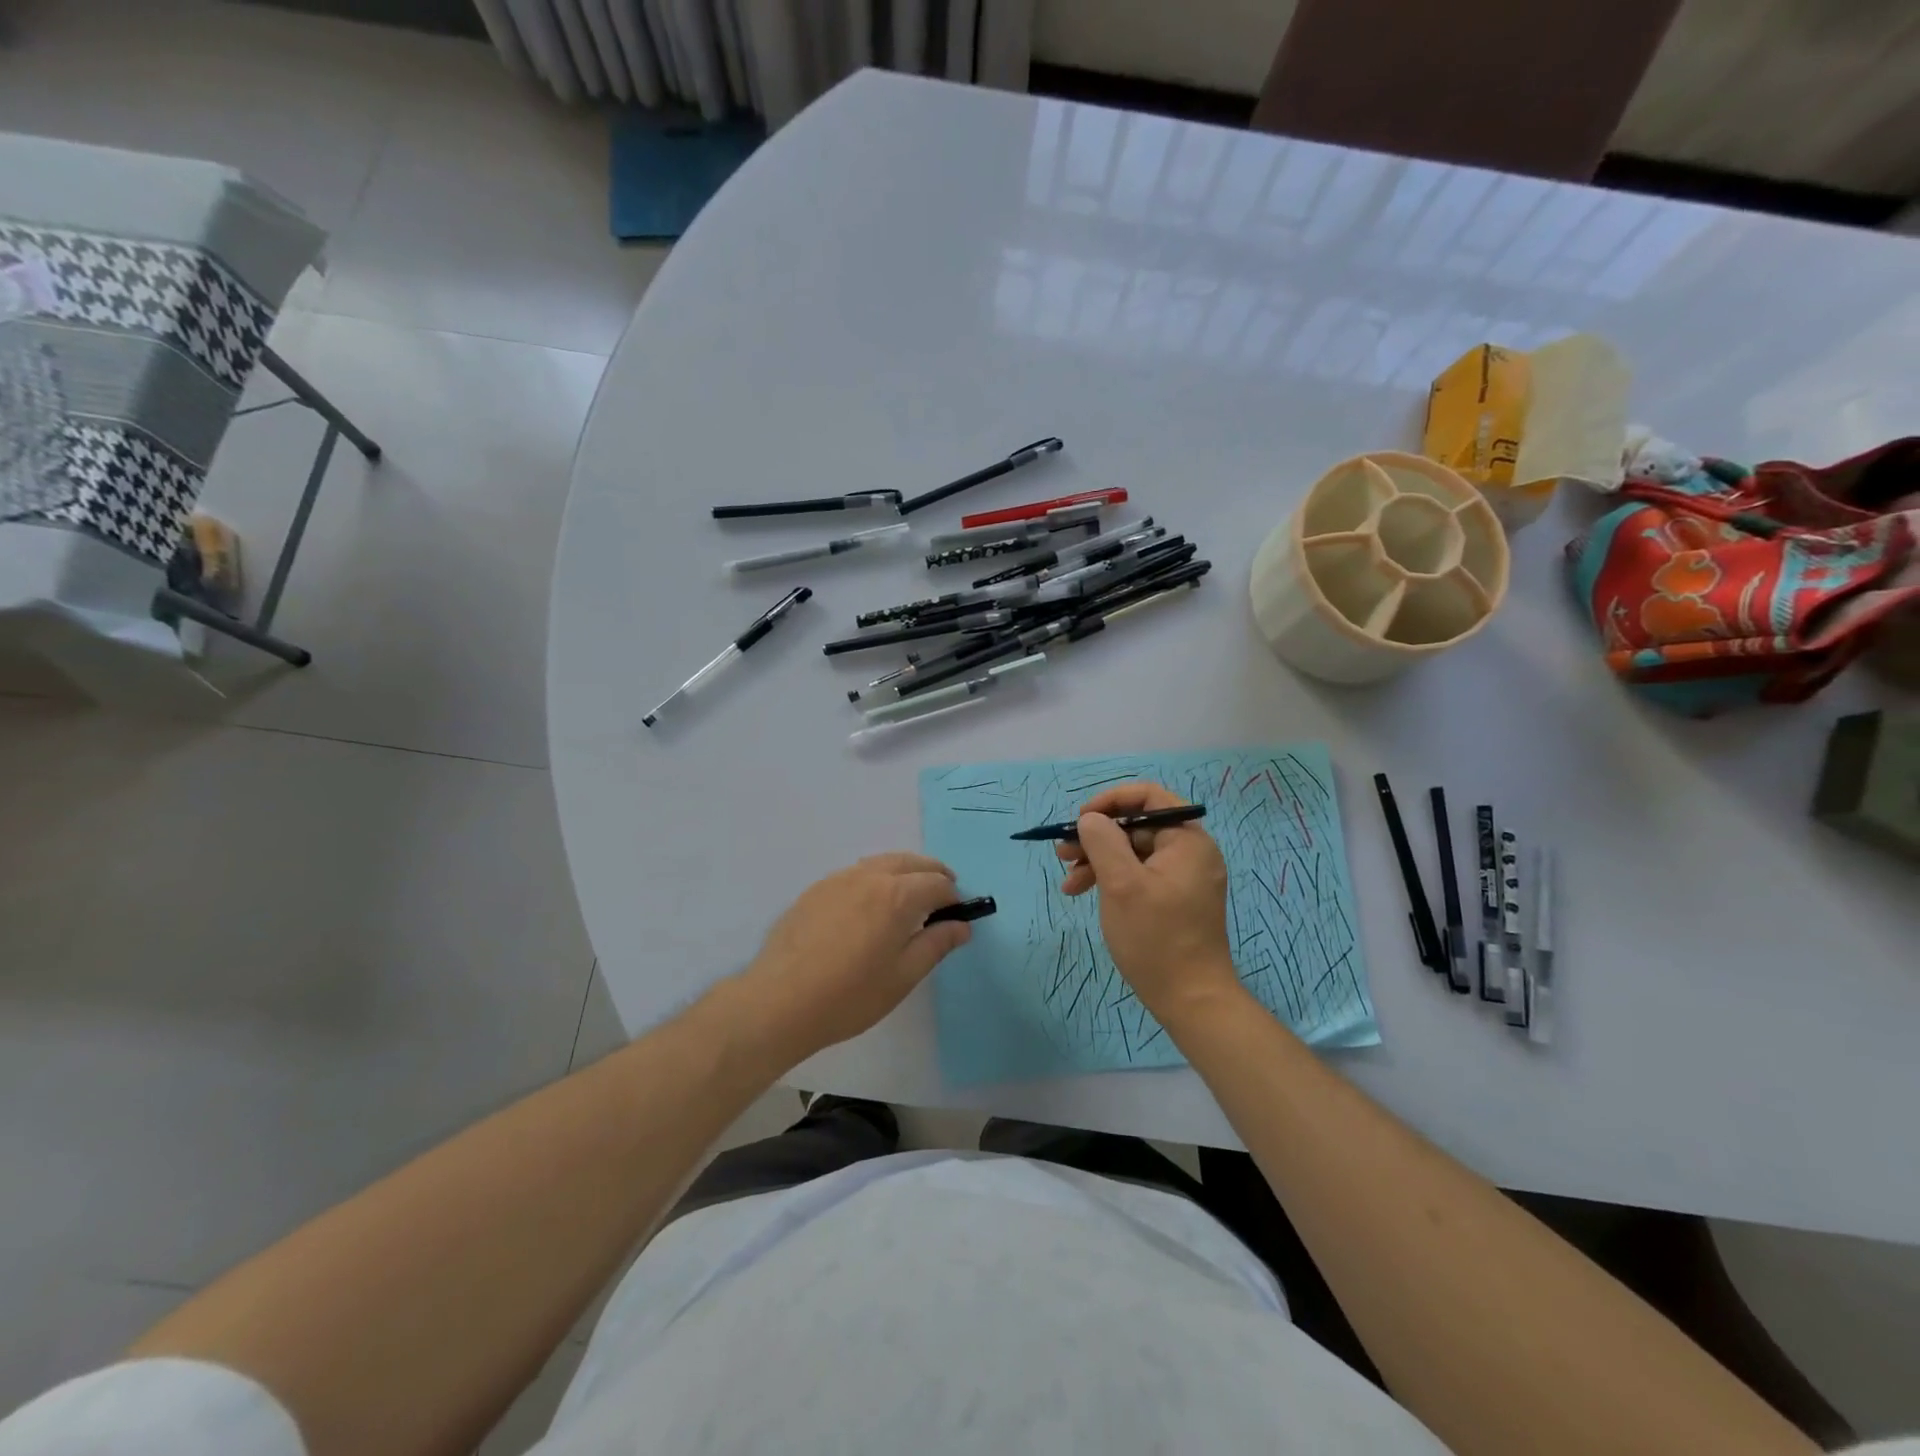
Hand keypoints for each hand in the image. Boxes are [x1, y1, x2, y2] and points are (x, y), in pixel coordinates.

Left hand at [735, 853, 970, 1061]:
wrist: (779, 1001)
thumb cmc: (849, 995)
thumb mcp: (903, 976)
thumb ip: (936, 944)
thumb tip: (962, 926)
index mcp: (897, 895)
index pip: (938, 883)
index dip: (954, 897)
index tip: (957, 917)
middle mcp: (870, 876)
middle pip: (911, 862)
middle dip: (933, 875)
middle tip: (942, 899)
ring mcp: (838, 879)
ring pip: (882, 862)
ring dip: (904, 873)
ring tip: (909, 899)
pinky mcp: (816, 889)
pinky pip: (856, 873)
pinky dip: (875, 878)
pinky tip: (870, 906)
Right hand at [1057, 782, 1240, 1026]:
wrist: (1192, 1000)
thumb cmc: (1156, 938)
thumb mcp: (1121, 884)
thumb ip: (1103, 842)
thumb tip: (1091, 819)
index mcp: (1188, 840)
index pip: (1149, 797)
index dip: (1111, 801)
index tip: (1081, 819)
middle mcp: (1191, 852)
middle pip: (1137, 826)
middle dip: (1097, 837)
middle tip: (1062, 853)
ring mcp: (1184, 877)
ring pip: (1134, 852)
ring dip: (1098, 860)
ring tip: (1068, 881)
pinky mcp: (1175, 898)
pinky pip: (1140, 874)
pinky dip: (1112, 879)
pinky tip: (1085, 893)